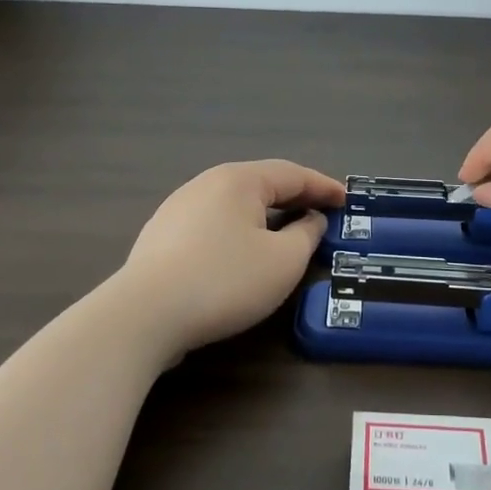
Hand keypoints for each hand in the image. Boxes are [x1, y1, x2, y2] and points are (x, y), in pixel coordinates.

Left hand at [119, 160, 344, 355]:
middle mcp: (207, 184)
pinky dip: (239, 231)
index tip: (347, 199)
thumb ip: (306, 234)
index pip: (292, 174)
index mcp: (239, 180)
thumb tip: (310, 219)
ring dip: (265, 215)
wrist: (143, 315)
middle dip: (294, 198)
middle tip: (321, 213)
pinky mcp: (161, 237)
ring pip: (235, 205)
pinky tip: (242, 253)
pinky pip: (213, 224)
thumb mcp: (283, 261)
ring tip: (285, 232)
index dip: (323, 187)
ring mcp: (178, 208)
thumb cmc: (224, 280)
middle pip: (261, 184)